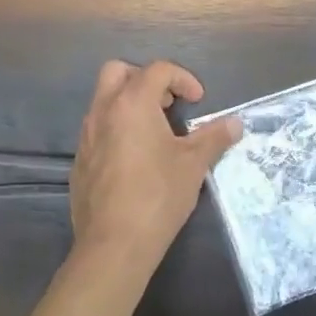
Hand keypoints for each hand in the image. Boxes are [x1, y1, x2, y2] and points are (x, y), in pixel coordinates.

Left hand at [69, 60, 241, 276]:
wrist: (114, 245)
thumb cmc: (158, 195)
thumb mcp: (193, 164)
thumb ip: (214, 137)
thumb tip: (235, 124)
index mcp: (132, 103)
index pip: (158, 70)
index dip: (183, 79)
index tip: (198, 101)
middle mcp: (103, 111)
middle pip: (118, 72)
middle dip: (145, 79)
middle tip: (167, 104)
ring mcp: (86, 137)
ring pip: (104, 101)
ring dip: (130, 104)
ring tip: (156, 133)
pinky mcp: (79, 161)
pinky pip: (97, 130)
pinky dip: (117, 130)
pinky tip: (136, 160)